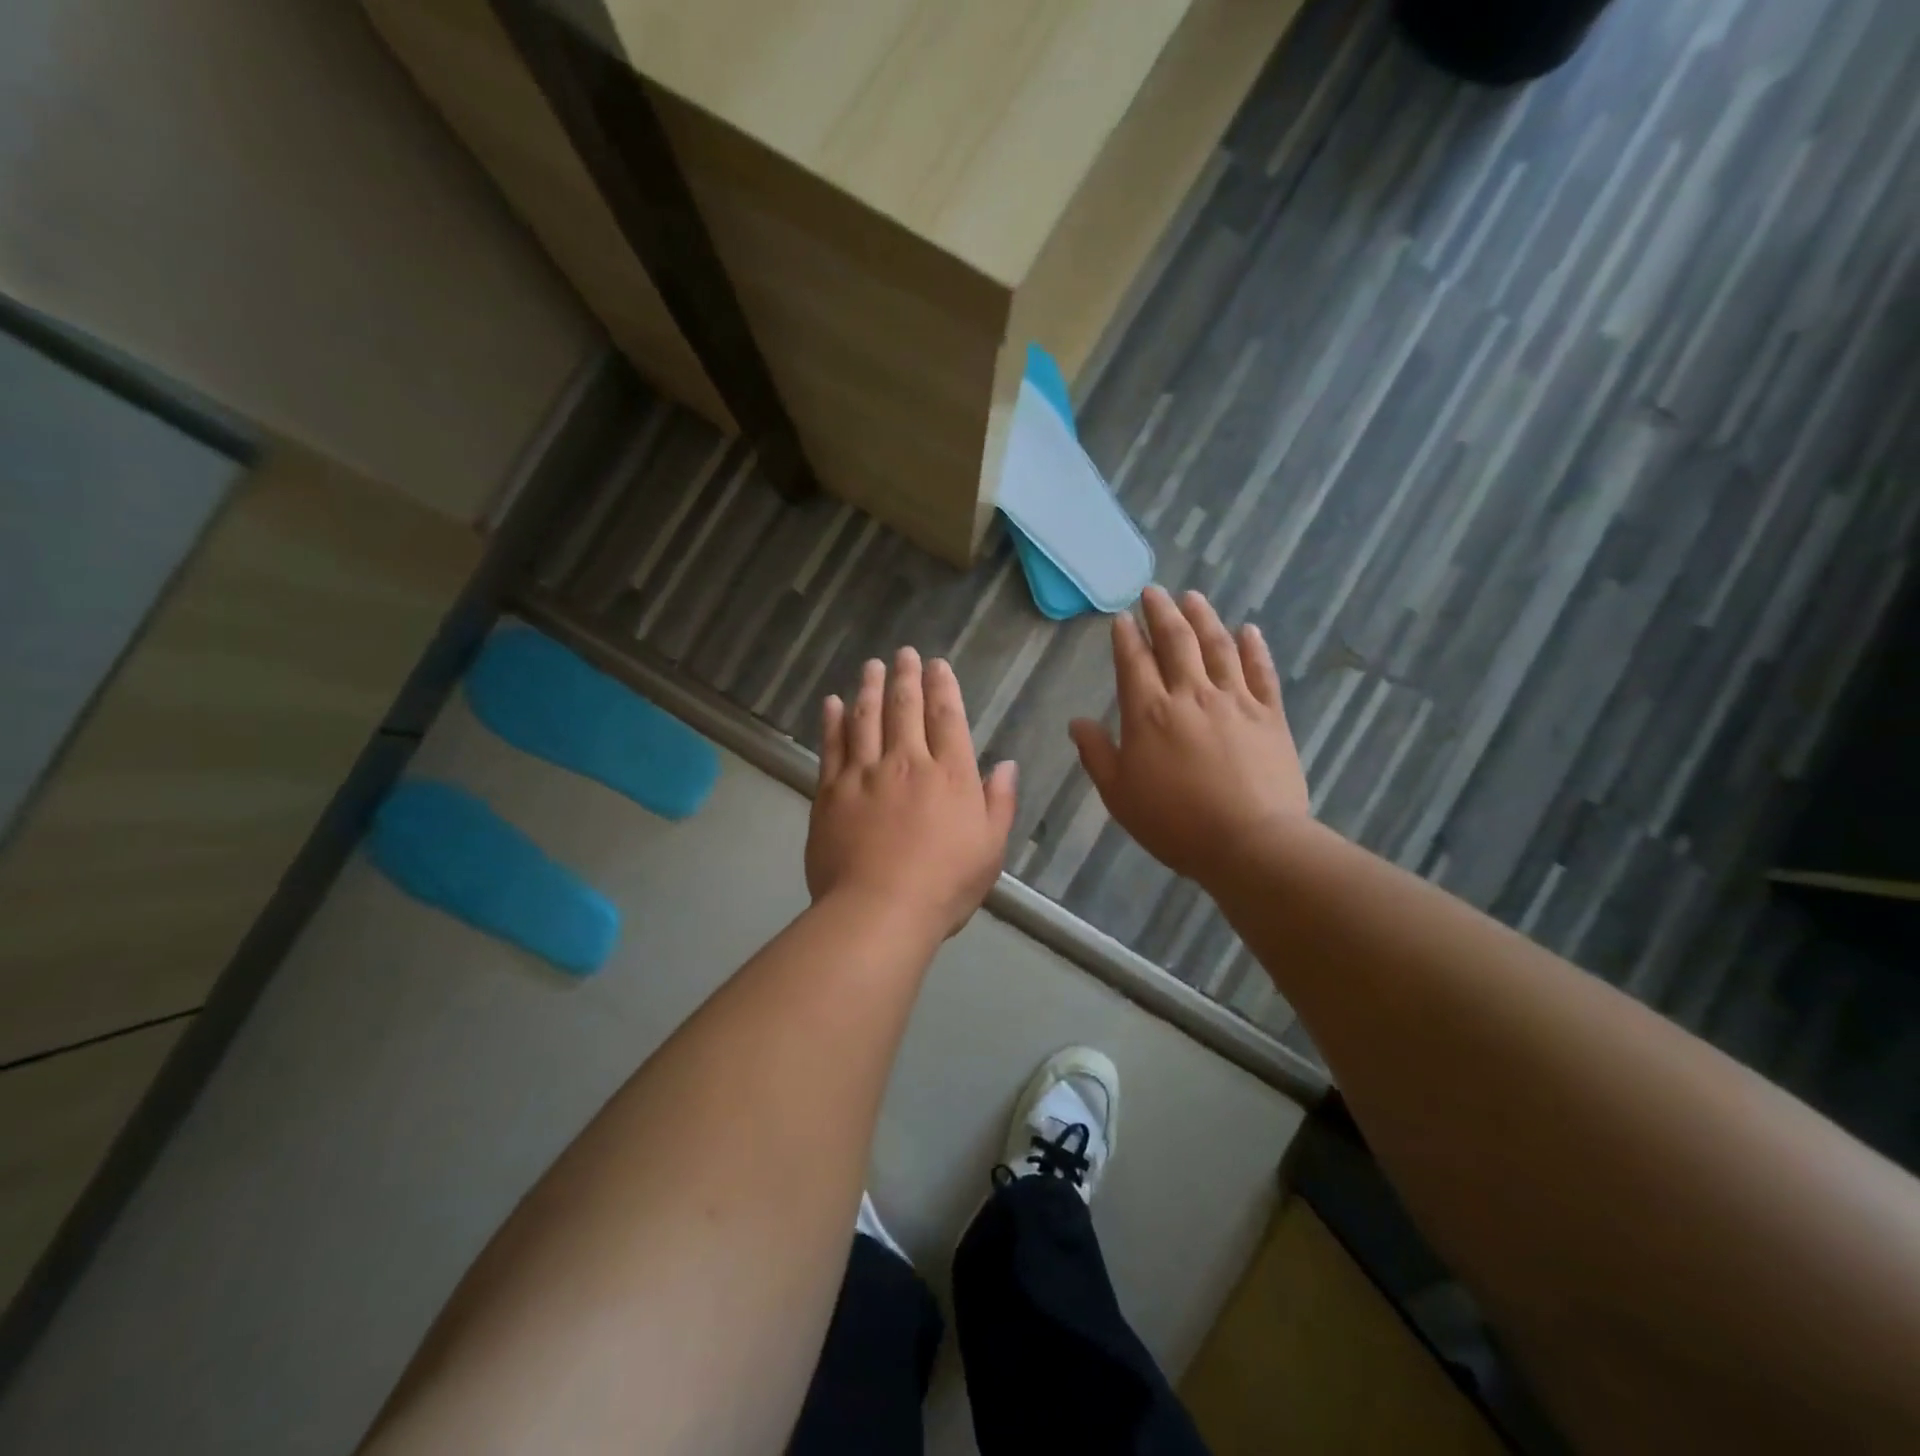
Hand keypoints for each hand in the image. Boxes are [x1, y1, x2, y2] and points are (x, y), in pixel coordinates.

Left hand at [807, 648, 1017, 939]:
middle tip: (904, 653)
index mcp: (949, 776)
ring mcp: (864, 774)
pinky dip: (832, 722)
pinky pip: (832, 747)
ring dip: (870, 688)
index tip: (937, 665)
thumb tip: (1004, 764)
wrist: (879, 910)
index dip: (943, 687)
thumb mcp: (990, 849)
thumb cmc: (944, 885)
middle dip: (906, 676)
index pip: (947, 718)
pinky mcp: (831, 792)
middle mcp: (907, 763)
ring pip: (866, 718)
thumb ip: (999, 802)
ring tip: (872, 666)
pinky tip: (832, 703)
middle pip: (905, 708)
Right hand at [1070, 587, 1307, 886]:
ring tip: (1193, 597)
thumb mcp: (1119, 795)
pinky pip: (1261, 671)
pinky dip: (1254, 647)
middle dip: (1162, 612)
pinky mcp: (1270, 715)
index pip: (1134, 661)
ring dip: (1204, 617)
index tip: (1122, 617)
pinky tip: (1248, 629)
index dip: (1126, 637)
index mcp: (1149, 713)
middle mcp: (1191, 694)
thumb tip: (1077, 722)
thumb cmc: (1174, 823)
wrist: (1250, 842)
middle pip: (1176, 641)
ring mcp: (1235, 701)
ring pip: (1218, 646)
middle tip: (1154, 591)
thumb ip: (1096, 754)